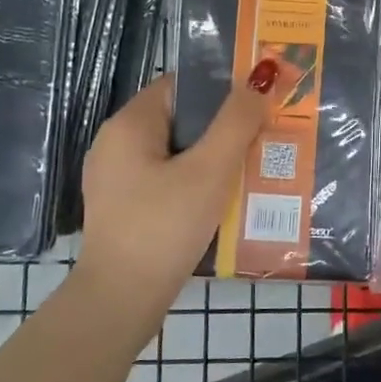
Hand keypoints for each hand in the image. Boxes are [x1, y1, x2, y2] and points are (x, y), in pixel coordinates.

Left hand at [75, 66, 278, 299]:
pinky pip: (168, 180)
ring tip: (253, 169)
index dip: (221, 89)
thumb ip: (237, 122)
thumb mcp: (210, 170)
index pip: (181, 86)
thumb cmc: (164, 227)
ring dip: (214, 158)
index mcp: (129, 124)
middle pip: (180, 120)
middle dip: (224, 127)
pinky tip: (225, 201)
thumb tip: (261, 79)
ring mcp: (118, 179)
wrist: (121, 302)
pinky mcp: (125, 208)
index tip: (258, 103)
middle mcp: (116, 144)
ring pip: (177, 153)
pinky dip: (196, 184)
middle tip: (264, 138)